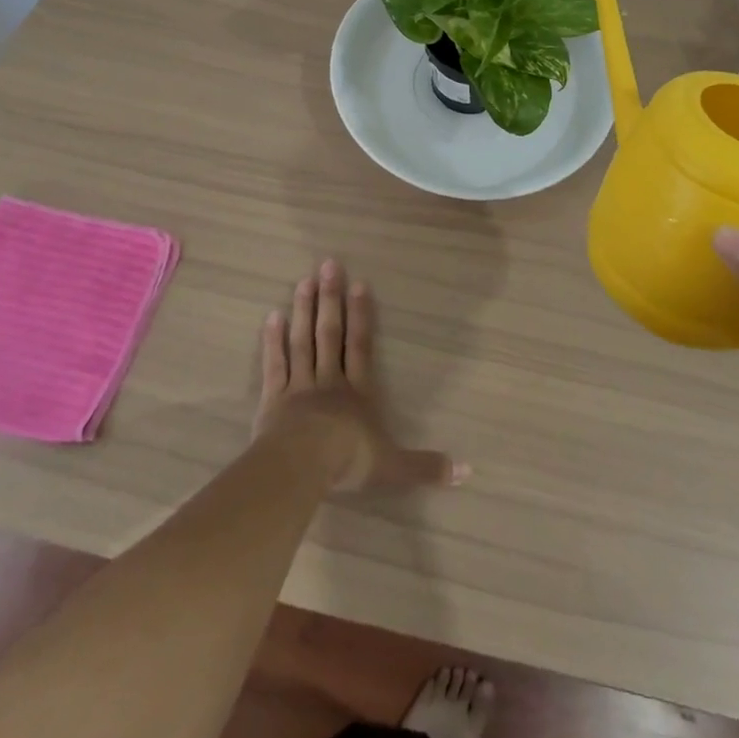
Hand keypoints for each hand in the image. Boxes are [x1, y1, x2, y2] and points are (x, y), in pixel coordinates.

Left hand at [254, 259, 468, 491]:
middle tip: (328, 265)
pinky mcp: (273, 400)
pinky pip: (274, 365)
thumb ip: (425, 467)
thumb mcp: (393, 468)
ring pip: (302, 342)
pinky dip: (273, 341)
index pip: (360, 346)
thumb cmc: (348, 461)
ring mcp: (299, 387)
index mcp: (357, 393)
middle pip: (330, 334)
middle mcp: (329, 381)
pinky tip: (271, 317)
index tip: (359, 283)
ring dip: (304, 311)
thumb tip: (467, 472)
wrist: (302, 466)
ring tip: (304, 281)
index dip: (361, 315)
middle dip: (330, 299)